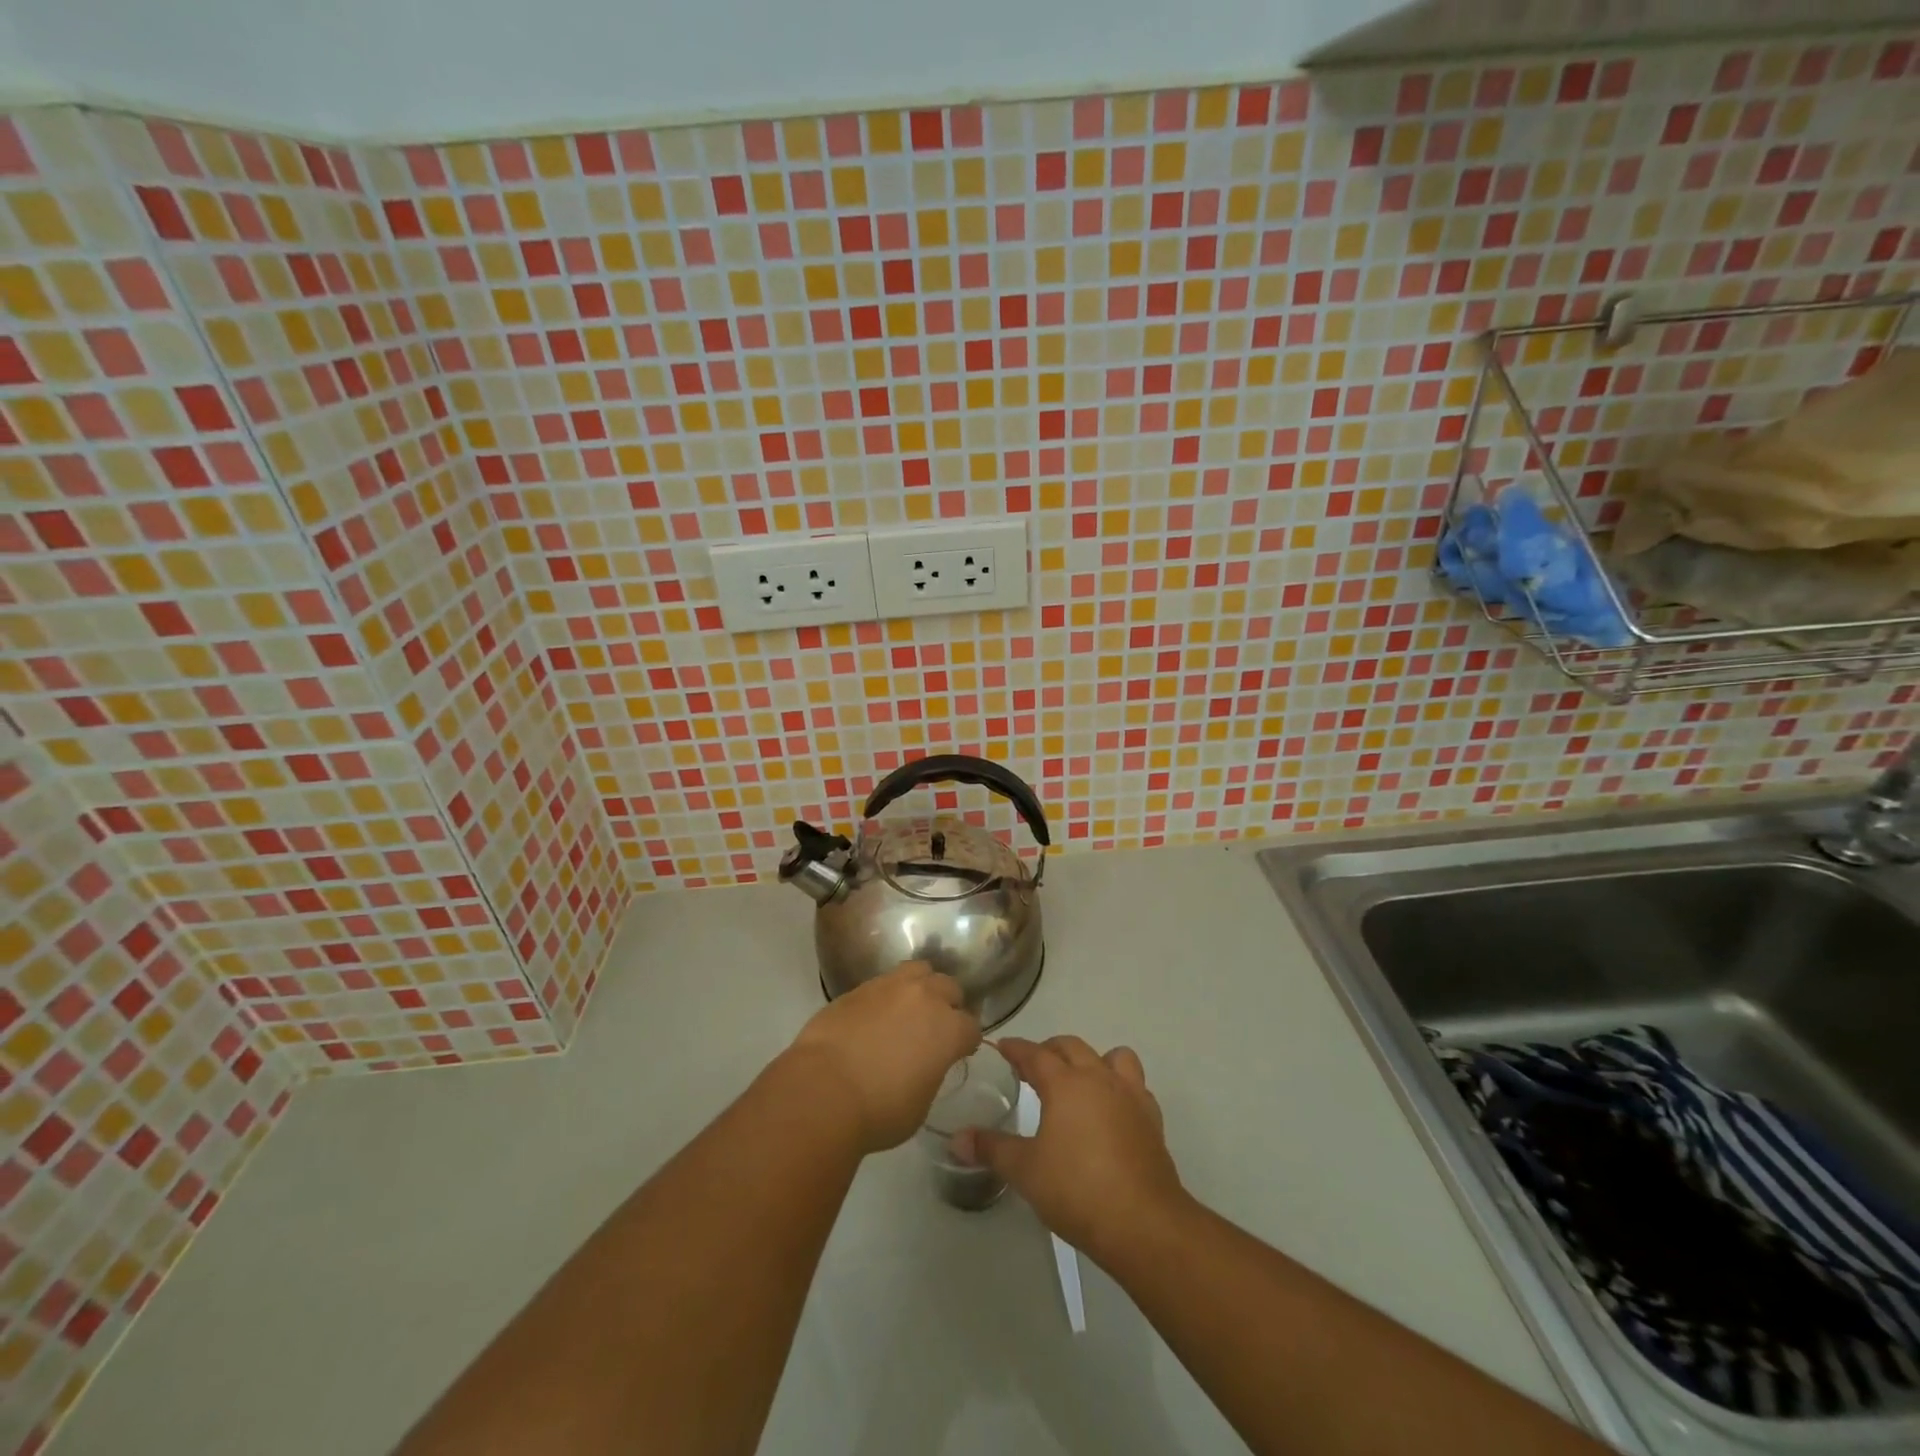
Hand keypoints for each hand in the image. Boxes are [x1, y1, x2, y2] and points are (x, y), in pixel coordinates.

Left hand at [786, 962, 981, 1154]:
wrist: (823, 1089)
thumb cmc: (879, 1110)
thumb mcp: (921, 1103)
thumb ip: (931, 1072)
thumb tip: (924, 1062)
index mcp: (948, 1029)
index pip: (971, 1027)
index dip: (965, 1042)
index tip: (958, 1053)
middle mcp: (925, 998)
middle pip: (949, 988)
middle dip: (948, 1005)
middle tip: (934, 1028)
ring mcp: (891, 987)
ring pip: (919, 971)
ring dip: (921, 987)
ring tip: (909, 1009)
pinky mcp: (860, 987)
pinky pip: (885, 981)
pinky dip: (888, 995)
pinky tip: (877, 1015)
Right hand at [956, 1036, 1188, 1265]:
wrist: (1143, 1223)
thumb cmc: (1077, 1189)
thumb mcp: (1025, 1171)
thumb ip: (991, 1149)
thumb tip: (957, 1139)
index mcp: (1065, 1083)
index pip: (1035, 1053)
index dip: (1016, 1048)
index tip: (1002, 1047)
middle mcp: (1099, 1078)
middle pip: (1072, 1047)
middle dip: (1050, 1050)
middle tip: (1033, 1066)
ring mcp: (1130, 1096)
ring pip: (1114, 1057)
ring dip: (1094, 1060)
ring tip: (1079, 1082)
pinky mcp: (1152, 1119)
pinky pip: (1135, 1086)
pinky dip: (1120, 1088)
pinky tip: (1111, 1111)